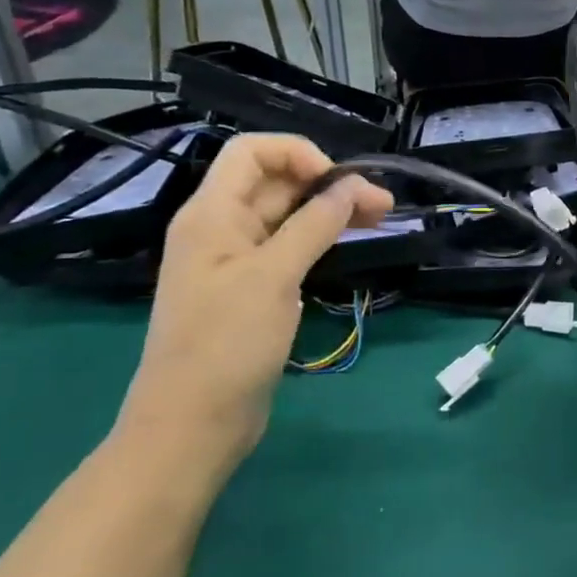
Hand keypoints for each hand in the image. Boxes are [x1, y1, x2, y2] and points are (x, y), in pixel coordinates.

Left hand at [118, 135, 391, 477]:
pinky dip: (319, 239)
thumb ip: (313, 225)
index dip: (298, 153)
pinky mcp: (253, 290)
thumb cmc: (227, 344)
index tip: (340, 181)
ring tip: (379, 219)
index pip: (252, 153)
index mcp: (212, 214)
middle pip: (276, 184)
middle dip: (328, 184)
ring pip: (288, 217)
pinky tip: (347, 245)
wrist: (193, 423)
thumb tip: (351, 187)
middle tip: (383, 205)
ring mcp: (236, 261)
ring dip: (330, 211)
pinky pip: (288, 248)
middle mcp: (222, 229)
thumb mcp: (273, 277)